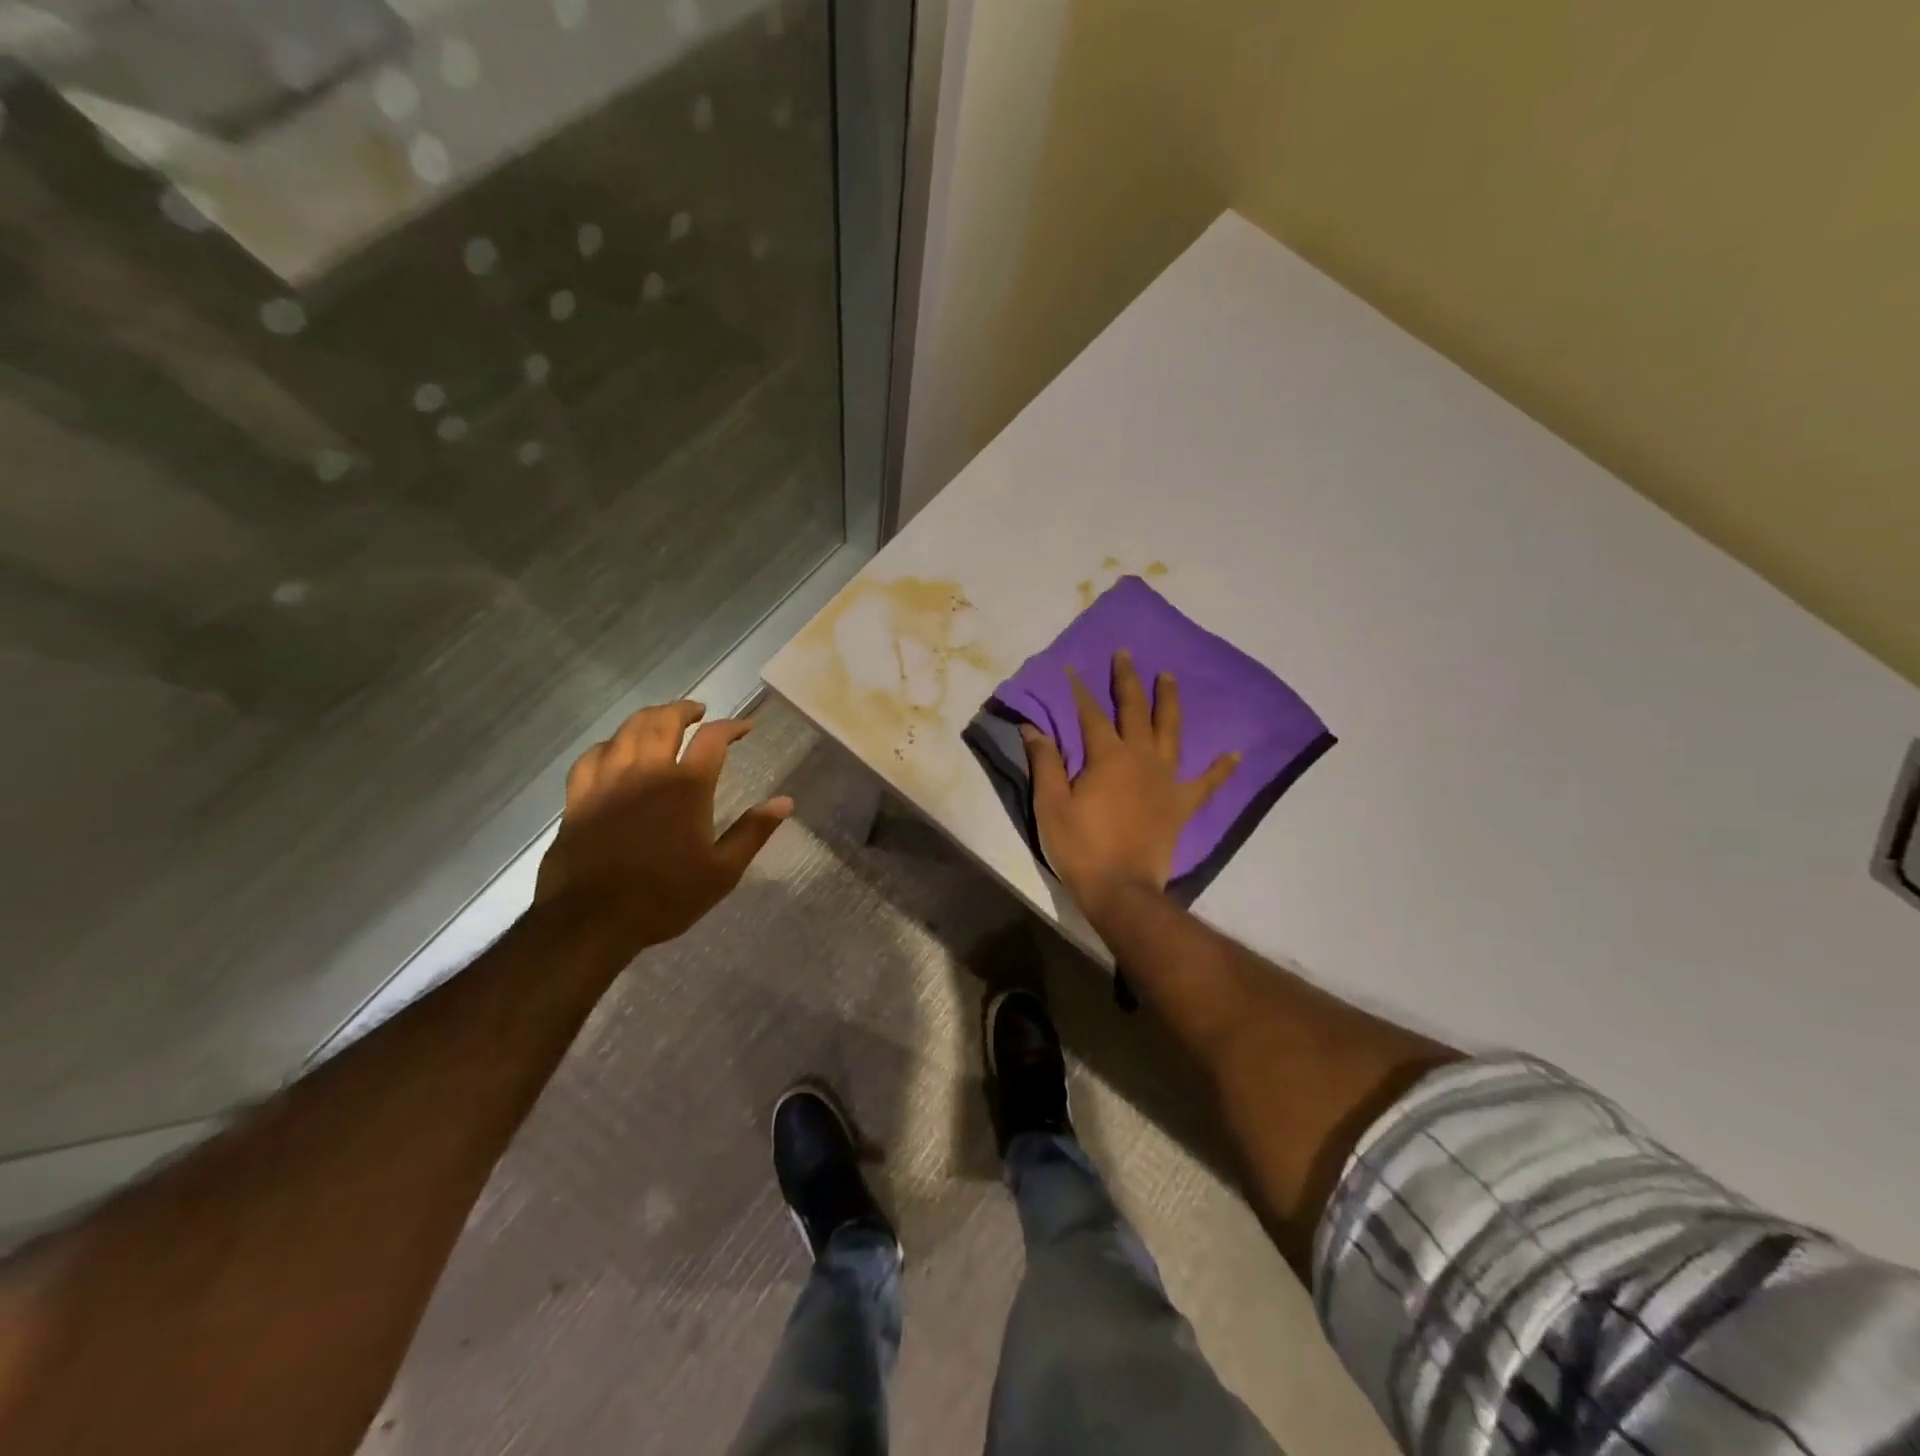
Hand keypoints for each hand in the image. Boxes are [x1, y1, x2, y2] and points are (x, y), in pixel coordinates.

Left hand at [534, 701, 792, 958]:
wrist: (592, 919)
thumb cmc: (665, 897)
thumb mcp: (722, 871)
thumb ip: (753, 832)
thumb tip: (785, 802)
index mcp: (687, 786)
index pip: (713, 739)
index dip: (732, 727)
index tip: (745, 727)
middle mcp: (648, 771)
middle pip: (664, 721)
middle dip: (684, 710)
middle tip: (698, 712)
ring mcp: (608, 781)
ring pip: (627, 731)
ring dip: (649, 718)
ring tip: (661, 720)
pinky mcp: (579, 796)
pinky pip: (592, 756)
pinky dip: (609, 745)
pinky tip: (615, 750)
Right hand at [1021, 651, 1238, 922]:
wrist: (1121, 890)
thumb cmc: (1081, 846)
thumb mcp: (1051, 804)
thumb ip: (1045, 762)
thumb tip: (1033, 727)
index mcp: (1107, 756)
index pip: (1090, 714)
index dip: (1079, 691)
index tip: (1072, 669)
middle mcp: (1141, 759)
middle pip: (1135, 711)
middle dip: (1129, 681)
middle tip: (1127, 655)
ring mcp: (1166, 781)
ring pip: (1171, 732)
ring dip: (1169, 703)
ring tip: (1169, 677)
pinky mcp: (1181, 806)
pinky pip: (1206, 783)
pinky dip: (1221, 768)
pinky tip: (1235, 753)